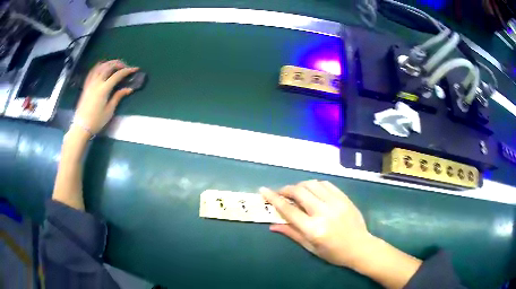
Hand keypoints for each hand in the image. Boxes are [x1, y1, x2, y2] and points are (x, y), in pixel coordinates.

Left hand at [73, 60, 138, 135]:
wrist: (81, 127)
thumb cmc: (96, 121)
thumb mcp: (109, 110)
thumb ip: (118, 96)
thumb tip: (129, 89)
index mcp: (104, 89)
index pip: (118, 75)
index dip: (127, 70)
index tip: (135, 69)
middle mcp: (97, 82)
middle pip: (109, 66)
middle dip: (119, 64)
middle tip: (125, 67)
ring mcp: (90, 83)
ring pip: (101, 66)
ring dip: (110, 63)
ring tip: (115, 65)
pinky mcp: (86, 85)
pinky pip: (92, 71)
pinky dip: (99, 66)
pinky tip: (103, 67)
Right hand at [260, 180, 374, 268]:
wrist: (360, 247)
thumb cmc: (334, 252)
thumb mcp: (311, 247)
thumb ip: (292, 233)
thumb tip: (272, 225)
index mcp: (314, 229)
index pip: (289, 210)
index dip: (273, 198)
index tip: (263, 190)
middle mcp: (324, 213)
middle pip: (299, 192)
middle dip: (286, 189)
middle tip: (281, 193)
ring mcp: (336, 203)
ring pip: (312, 184)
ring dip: (301, 185)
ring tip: (297, 192)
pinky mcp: (344, 198)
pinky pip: (326, 184)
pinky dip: (315, 185)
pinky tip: (313, 191)